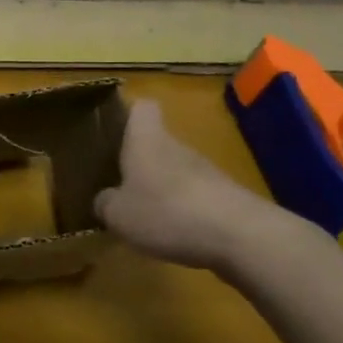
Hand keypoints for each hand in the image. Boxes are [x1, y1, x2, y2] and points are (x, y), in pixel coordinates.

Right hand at [94, 100, 297, 272]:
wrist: (239, 235)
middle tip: (119, 186)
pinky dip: (183, 211)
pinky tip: (174, 235)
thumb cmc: (167, 211)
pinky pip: (194, 196)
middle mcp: (176, 146)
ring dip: (161, 188)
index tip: (114, 132)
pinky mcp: (224, 196)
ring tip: (145, 217)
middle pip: (157, 142)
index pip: (142, 107)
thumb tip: (103, 199)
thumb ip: (105, 204)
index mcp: (146, 139)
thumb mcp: (119, 214)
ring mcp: (204, 170)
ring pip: (175, 170)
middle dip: (140, 162)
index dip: (128, 114)